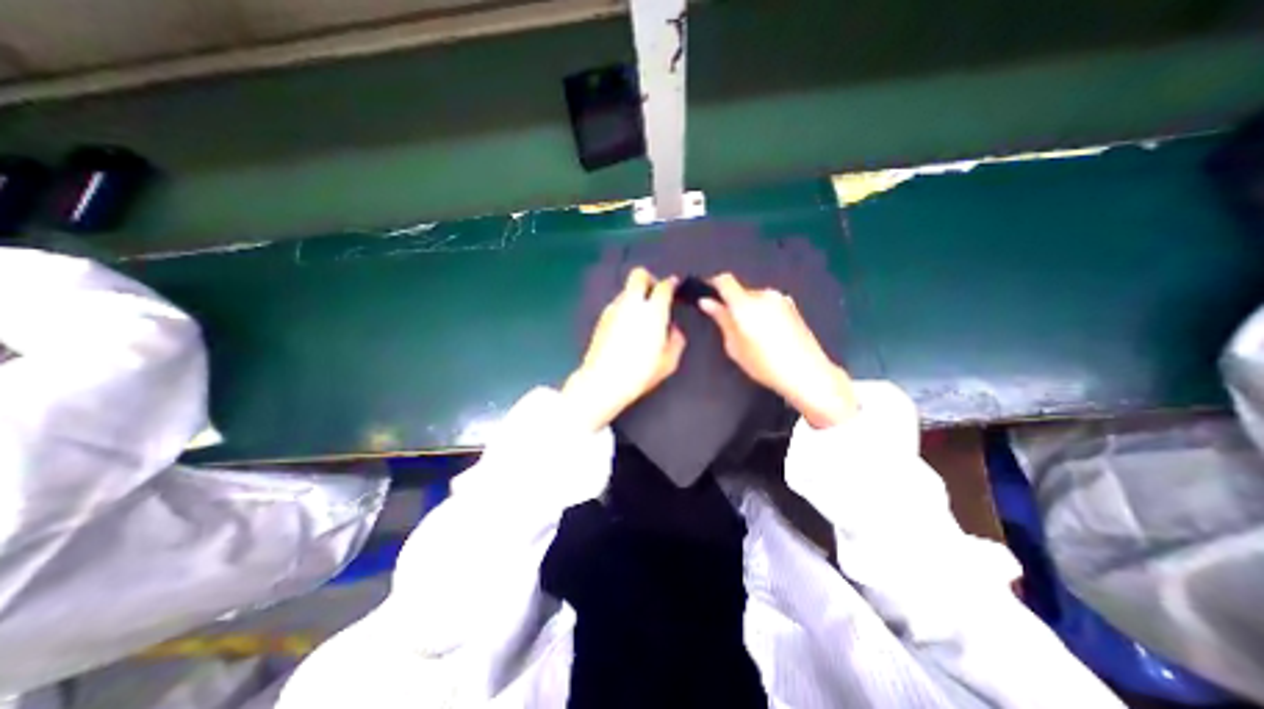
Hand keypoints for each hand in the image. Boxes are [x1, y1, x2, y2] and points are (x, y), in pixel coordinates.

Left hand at [564, 268, 687, 429]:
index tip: (674, 285)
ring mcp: (614, 309)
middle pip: (639, 275)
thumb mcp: (669, 361)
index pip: (663, 286)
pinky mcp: (602, 318)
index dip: (671, 283)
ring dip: (636, 295)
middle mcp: (632, 304)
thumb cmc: (640, 372)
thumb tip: (673, 328)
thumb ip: (676, 340)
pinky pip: (617, 304)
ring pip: (626, 290)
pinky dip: (625, 308)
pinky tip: (627, 327)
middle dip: (649, 279)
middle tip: (655, 293)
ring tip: (641, 315)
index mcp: (653, 311)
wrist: (603, 381)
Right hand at [697, 271, 853, 427]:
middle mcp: (764, 294)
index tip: (706, 296)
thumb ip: (721, 319)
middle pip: (741, 290)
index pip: (725, 280)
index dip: (712, 284)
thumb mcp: (734, 346)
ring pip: (755, 298)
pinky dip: (762, 312)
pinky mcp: (793, 307)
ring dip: (748, 308)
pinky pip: (769, 304)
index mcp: (745, 303)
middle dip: (732, 302)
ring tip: (749, 333)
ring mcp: (781, 299)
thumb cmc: (764, 363)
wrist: (807, 372)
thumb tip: (707, 302)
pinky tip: (766, 334)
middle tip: (728, 324)